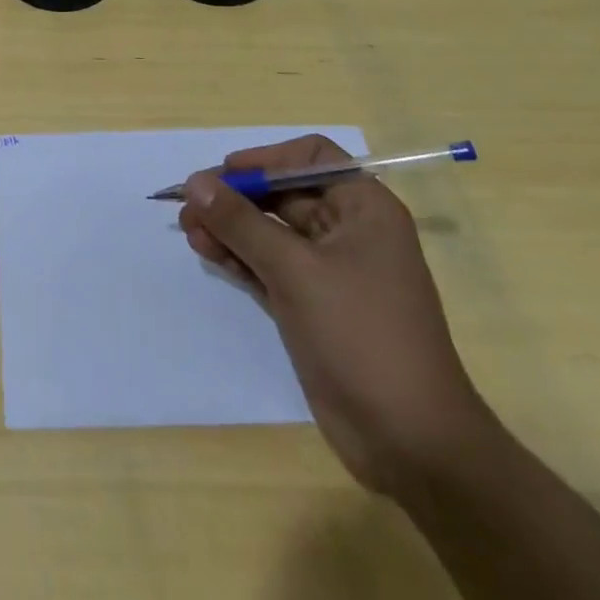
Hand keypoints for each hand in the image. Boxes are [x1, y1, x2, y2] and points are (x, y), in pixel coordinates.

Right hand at [179, 135, 493, 495]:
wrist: (410, 442)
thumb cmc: (361, 335)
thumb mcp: (295, 270)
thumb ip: (240, 221)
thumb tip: (194, 181)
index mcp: (363, 209)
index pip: (310, 158)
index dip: (266, 159)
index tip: (225, 175)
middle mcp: (348, 231)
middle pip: (282, 193)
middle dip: (235, 197)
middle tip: (189, 205)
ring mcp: (330, 270)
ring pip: (270, 230)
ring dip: (230, 226)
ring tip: (189, 230)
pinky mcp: (313, 304)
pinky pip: (268, 264)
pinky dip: (238, 256)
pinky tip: (207, 252)